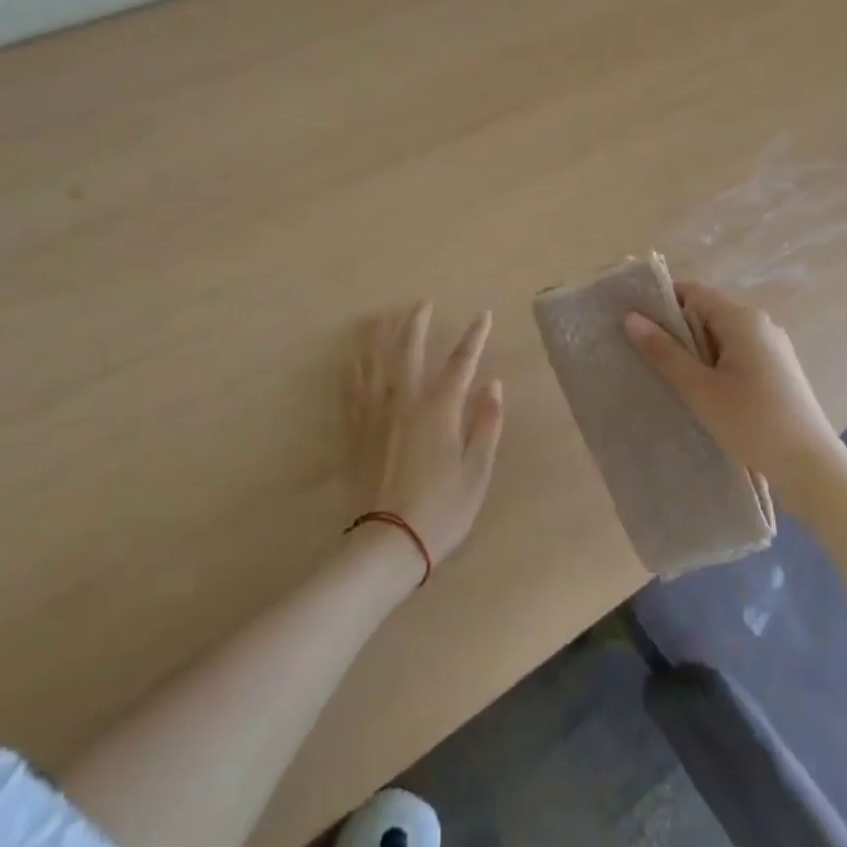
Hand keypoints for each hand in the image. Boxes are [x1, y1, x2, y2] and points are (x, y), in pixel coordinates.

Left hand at [347, 304, 504, 566]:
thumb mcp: (477, 472)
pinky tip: (352, 359)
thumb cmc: (441, 510)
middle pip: (409, 350)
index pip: (461, 362)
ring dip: (380, 336)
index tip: (483, 315)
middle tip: (422, 303)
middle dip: (417, 322)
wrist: (387, 543)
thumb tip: (494, 383)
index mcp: (440, 409)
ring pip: (375, 363)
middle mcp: (406, 401)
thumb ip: (487, 424)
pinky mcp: (356, 432)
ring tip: (382, 317)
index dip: (475, 337)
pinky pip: (352, 391)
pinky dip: (353, 370)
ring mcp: (376, 414)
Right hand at [624, 281, 836, 500]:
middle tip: (643, 352)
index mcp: (742, 318)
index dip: (662, 302)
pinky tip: (701, 390)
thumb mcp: (699, 389)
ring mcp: (773, 347)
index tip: (634, 321)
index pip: (693, 292)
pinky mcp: (778, 370)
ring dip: (695, 350)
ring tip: (666, 374)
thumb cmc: (752, 422)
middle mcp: (760, 323)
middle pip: (707, 312)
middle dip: (676, 329)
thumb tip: (630, 317)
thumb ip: (664, 352)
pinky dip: (715, 363)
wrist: (812, 468)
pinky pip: (737, 353)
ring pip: (721, 335)